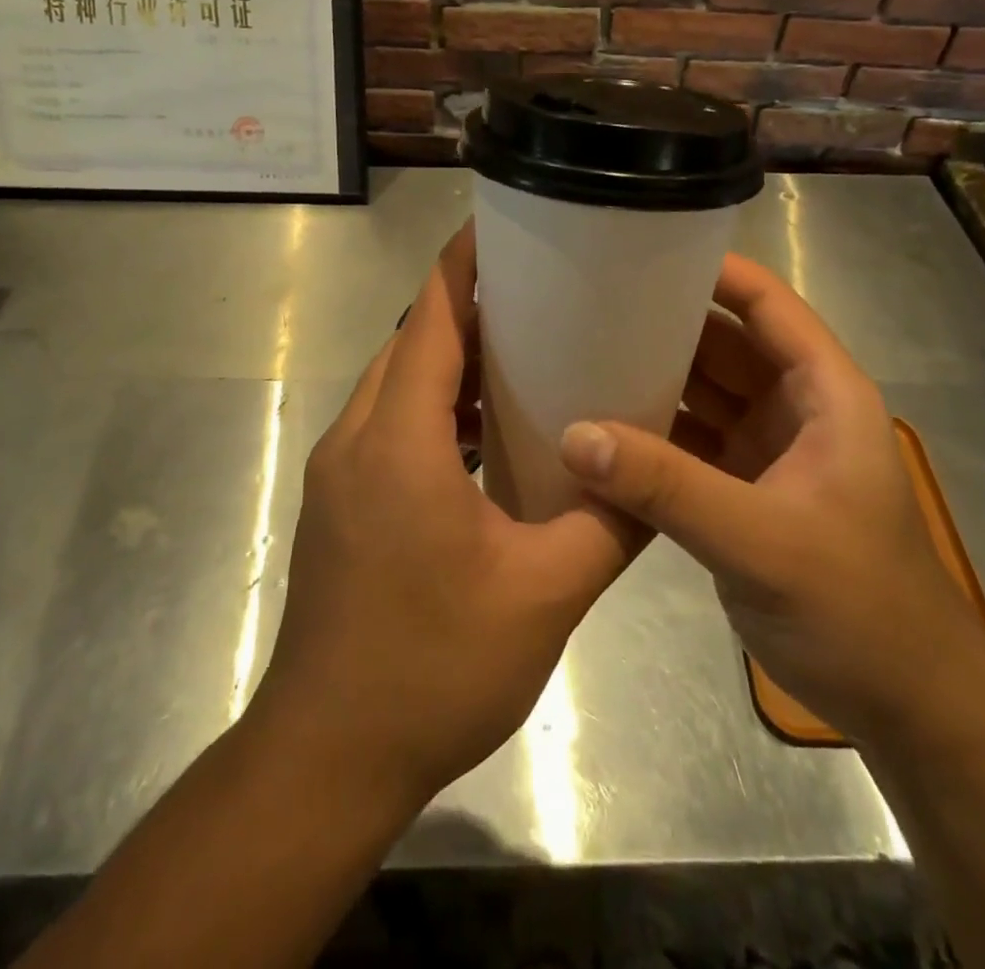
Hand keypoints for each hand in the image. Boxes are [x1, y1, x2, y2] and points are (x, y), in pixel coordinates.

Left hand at [253, 224, 635, 807]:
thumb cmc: (433, 668)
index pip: (429, 316)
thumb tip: (657, 472)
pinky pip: (390, 424)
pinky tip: (486, 433)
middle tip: (543, 292)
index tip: (507, 226)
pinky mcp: (340, 502)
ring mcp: (340, 471)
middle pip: (412, 341)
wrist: (327, 757)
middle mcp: (357, 437)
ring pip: (398, 384)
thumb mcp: (544, 594)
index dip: (465, 263)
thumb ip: (609, 524)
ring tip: (524, 351)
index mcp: (399, 439)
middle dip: (469, 307)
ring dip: (451, 360)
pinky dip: (435, 407)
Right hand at [558, 254, 984, 742]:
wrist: (904, 706)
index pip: (767, 306)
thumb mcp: (762, 541)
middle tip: (588, 303)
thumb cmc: (858, 607)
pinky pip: (687, 443)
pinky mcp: (740, 492)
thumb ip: (669, 486)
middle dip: (664, 323)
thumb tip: (577, 434)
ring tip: (580, 354)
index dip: (713, 271)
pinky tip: (597, 428)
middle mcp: (793, 409)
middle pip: (722, 344)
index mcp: (823, 393)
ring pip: (701, 394)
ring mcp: (765, 452)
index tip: (644, 249)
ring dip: (651, 378)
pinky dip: (649, 435)